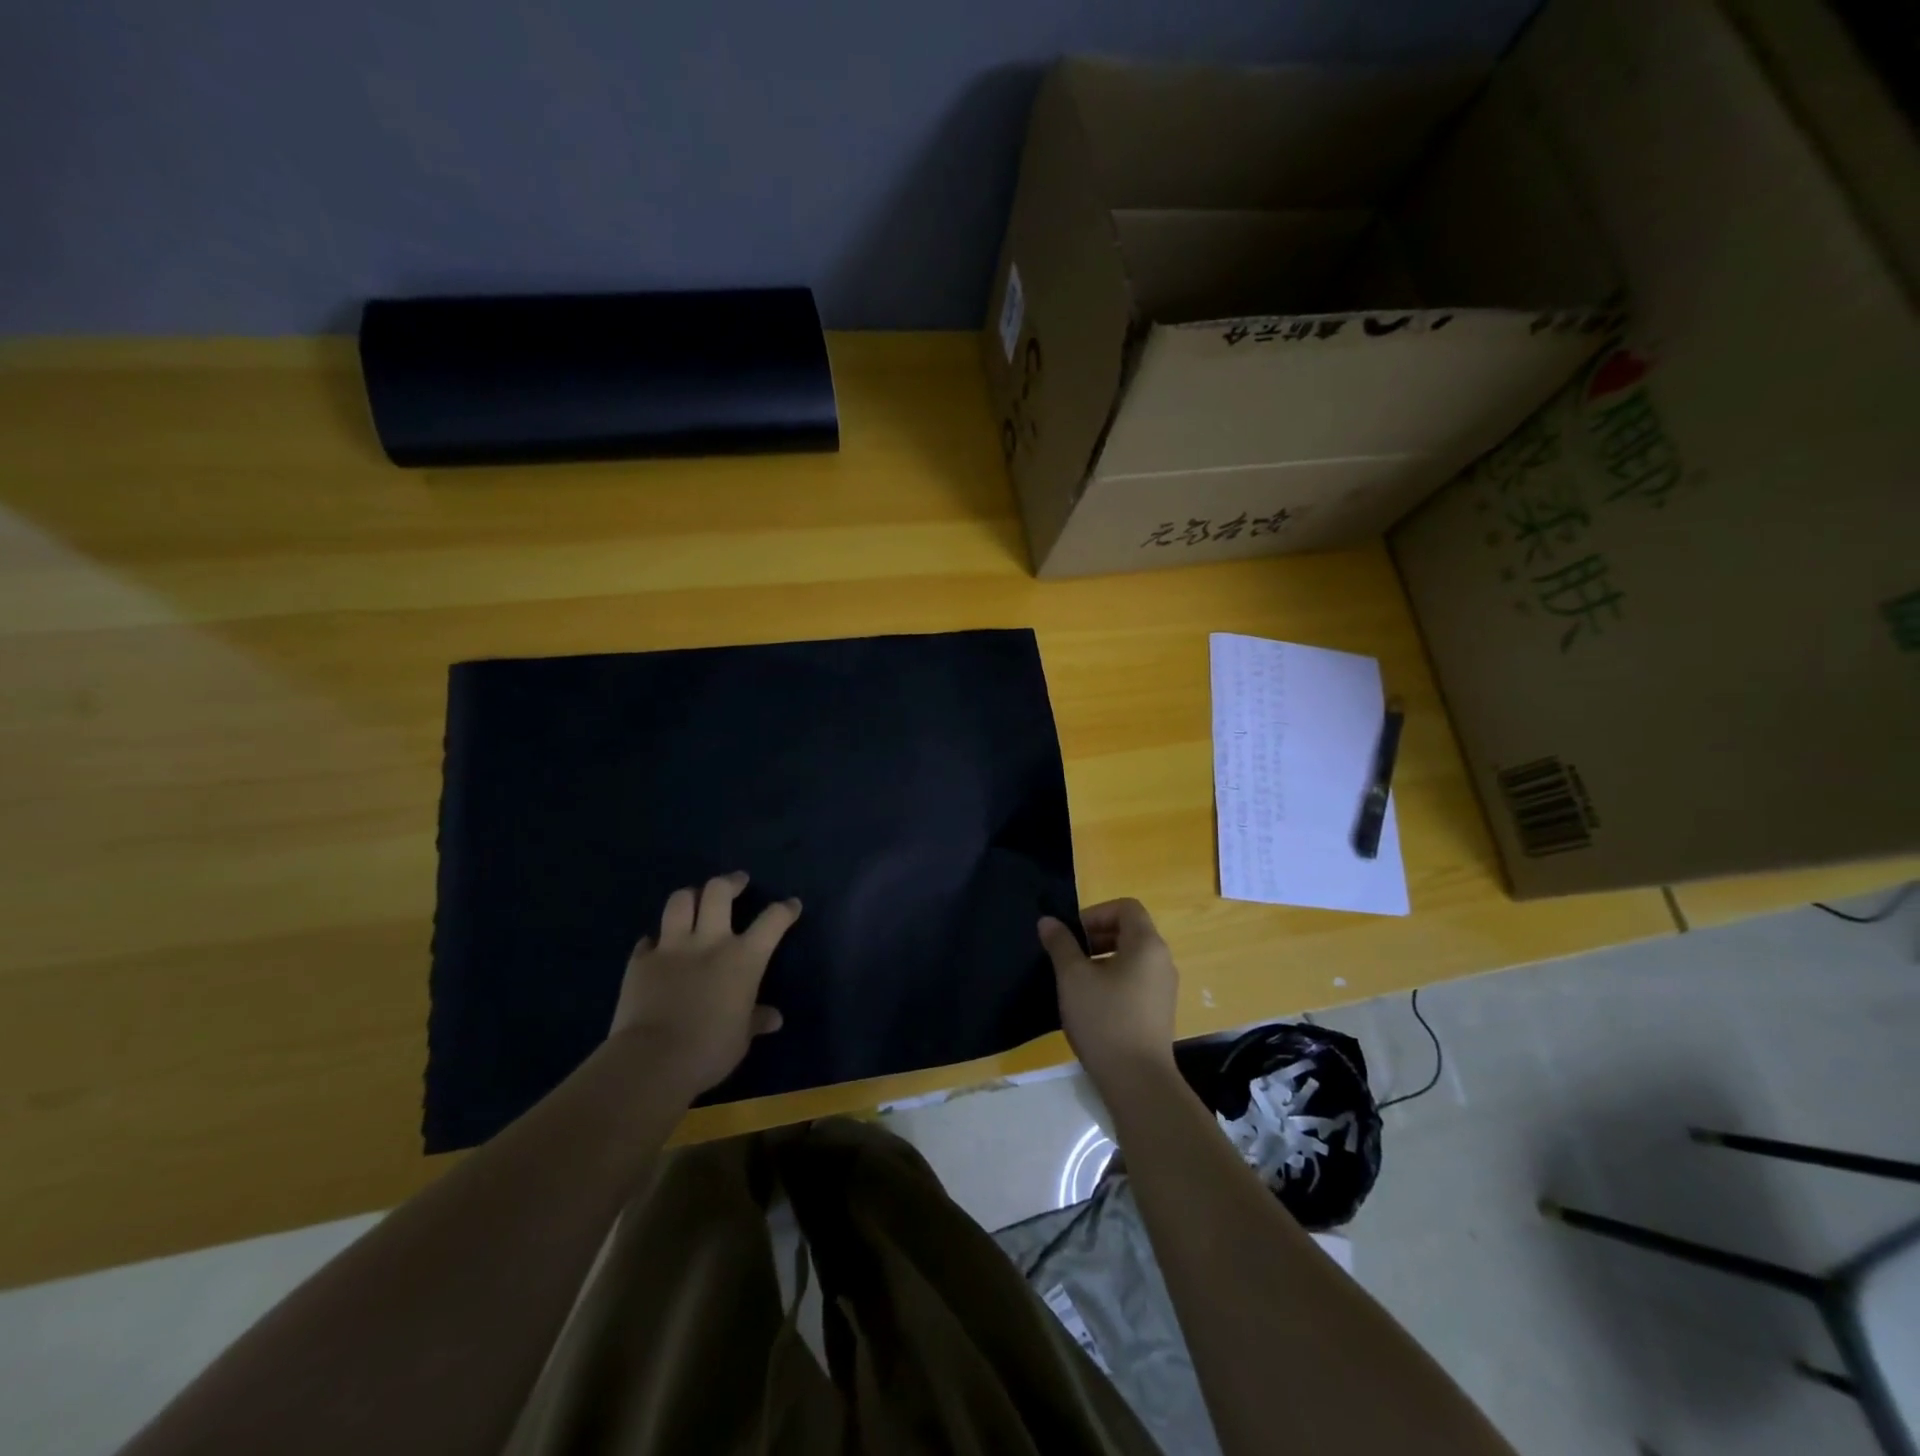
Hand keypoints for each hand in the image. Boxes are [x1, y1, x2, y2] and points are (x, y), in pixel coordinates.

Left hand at [609, 872, 800, 1095]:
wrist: (653, 1061)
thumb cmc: (710, 1050)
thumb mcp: (741, 1037)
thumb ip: (756, 1020)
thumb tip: (774, 1018)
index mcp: (743, 958)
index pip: (772, 921)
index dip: (784, 910)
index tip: (791, 905)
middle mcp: (709, 942)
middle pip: (718, 892)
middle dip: (730, 882)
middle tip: (737, 882)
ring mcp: (671, 948)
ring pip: (680, 901)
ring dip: (690, 897)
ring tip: (694, 900)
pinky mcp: (640, 961)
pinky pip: (648, 940)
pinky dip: (655, 941)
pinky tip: (657, 948)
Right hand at [1038, 898, 1178, 1087]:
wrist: (1138, 1082)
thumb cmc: (1104, 1020)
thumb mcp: (1073, 977)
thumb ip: (1060, 944)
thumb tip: (1048, 921)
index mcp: (1147, 944)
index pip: (1126, 907)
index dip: (1096, 913)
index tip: (1072, 935)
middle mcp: (1162, 960)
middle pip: (1130, 930)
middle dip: (1096, 935)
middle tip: (1069, 956)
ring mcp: (1164, 987)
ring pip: (1132, 956)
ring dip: (1103, 958)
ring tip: (1076, 981)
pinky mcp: (1160, 1010)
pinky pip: (1136, 979)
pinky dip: (1114, 979)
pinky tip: (1092, 1003)